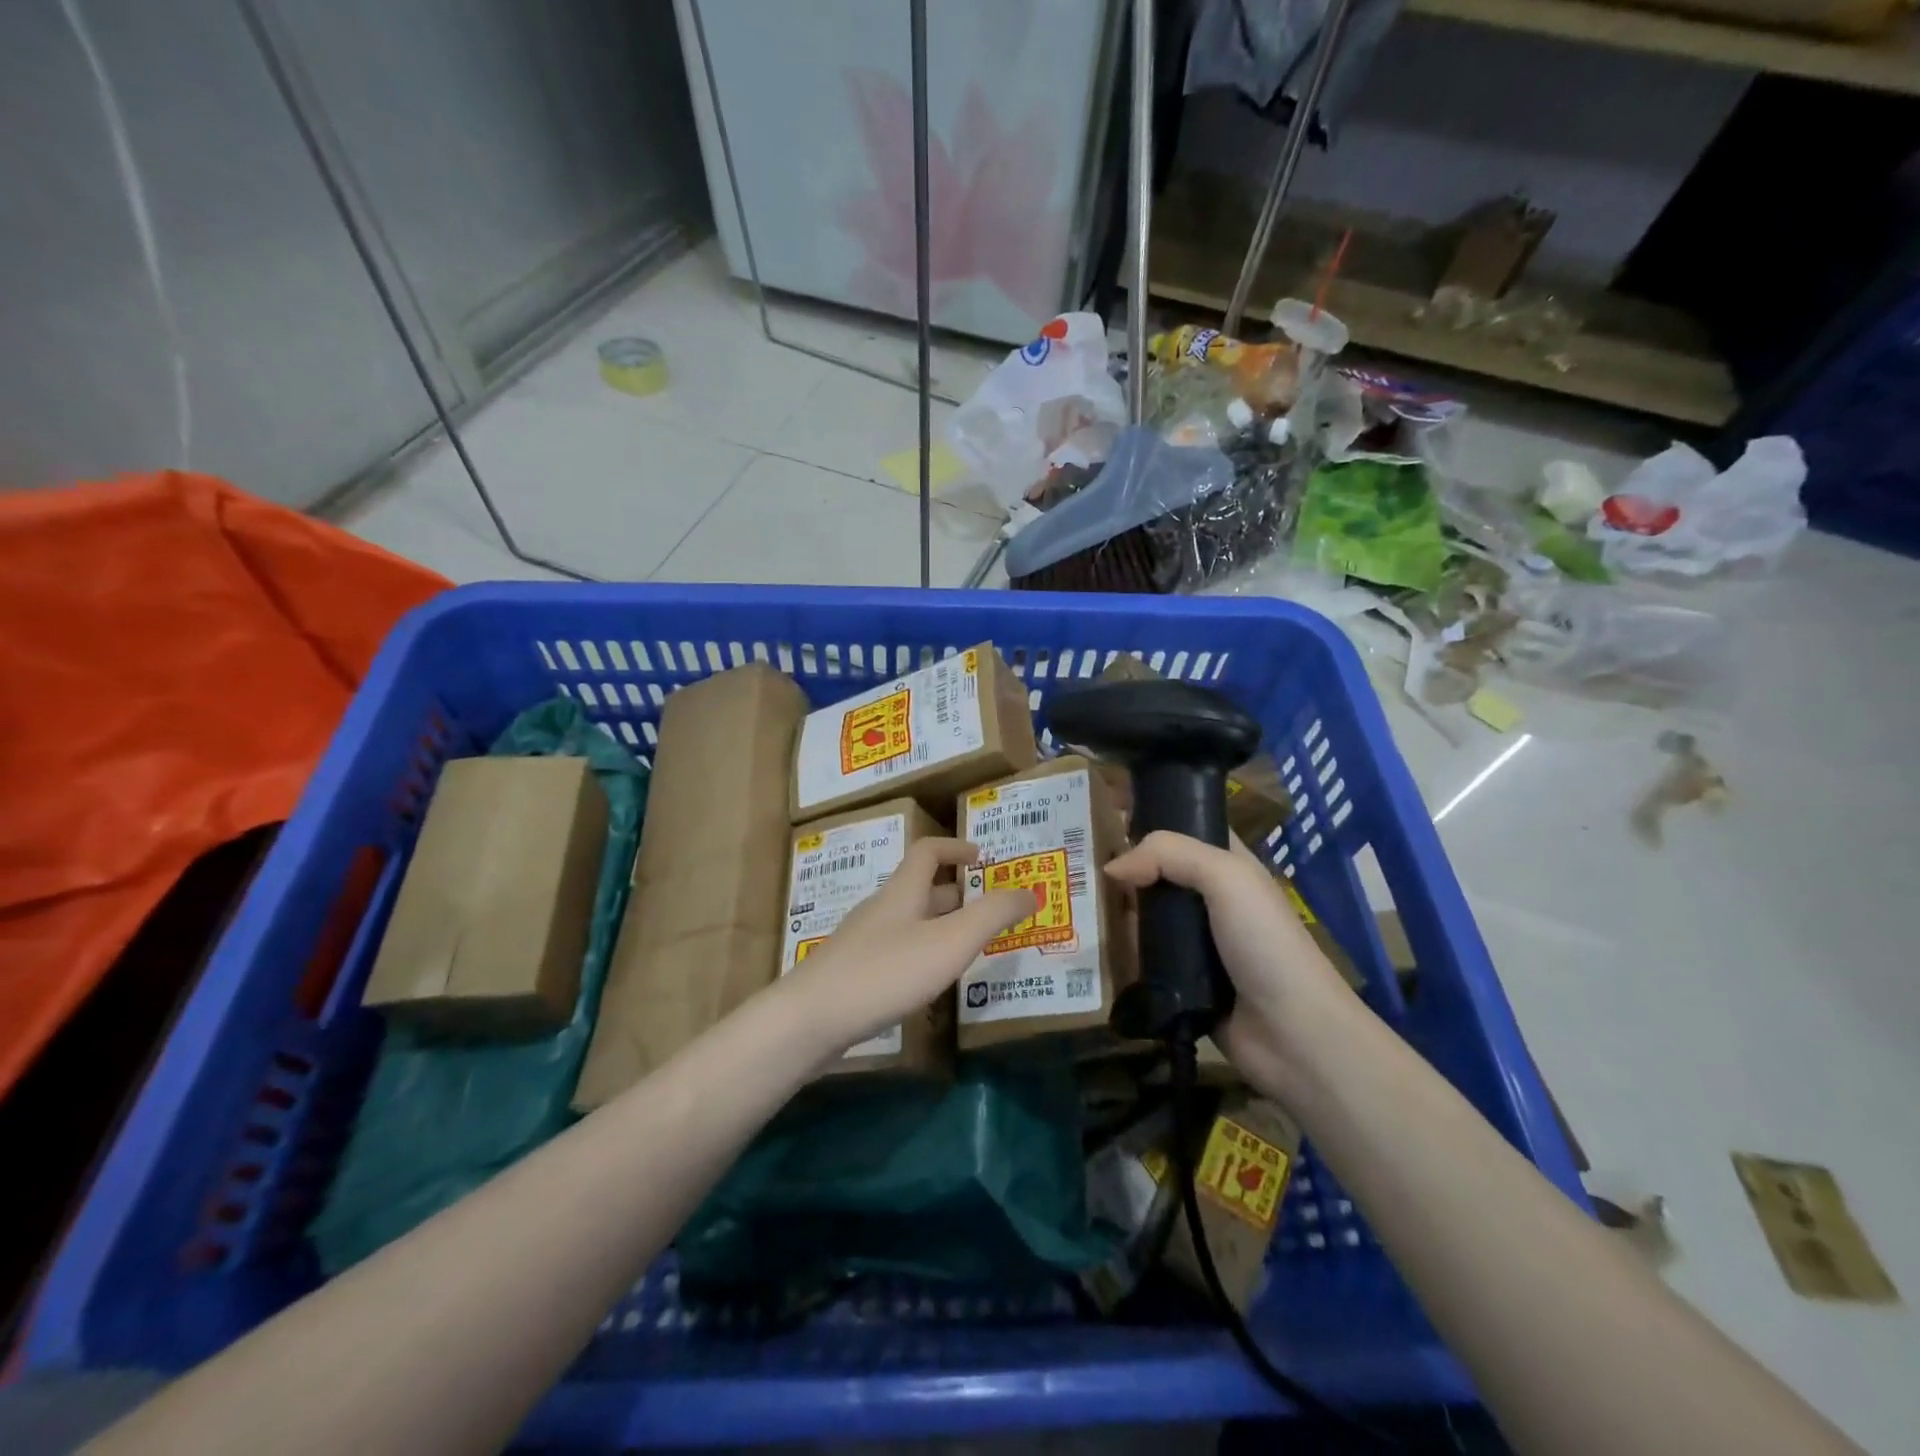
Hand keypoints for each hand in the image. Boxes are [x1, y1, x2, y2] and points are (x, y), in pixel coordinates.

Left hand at [785, 838, 1032, 1058]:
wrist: (810, 1018)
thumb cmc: (886, 972)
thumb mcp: (950, 941)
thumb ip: (993, 915)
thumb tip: (1031, 891)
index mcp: (902, 891)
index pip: (928, 851)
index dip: (956, 847)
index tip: (983, 857)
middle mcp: (881, 909)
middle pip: (920, 888)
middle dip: (956, 892)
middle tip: (987, 909)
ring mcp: (862, 941)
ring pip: (908, 921)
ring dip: (939, 925)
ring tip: (966, 947)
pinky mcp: (851, 972)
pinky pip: (894, 950)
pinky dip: (920, 953)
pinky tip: (928, 982)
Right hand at [1103, 831, 1353, 1095]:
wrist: (1293, 1034)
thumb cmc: (1265, 943)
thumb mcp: (1226, 878)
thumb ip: (1169, 855)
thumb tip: (1112, 867)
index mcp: (1228, 865)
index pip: (1185, 827)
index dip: (1152, 817)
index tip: (1105, 813)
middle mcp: (1210, 898)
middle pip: (1158, 871)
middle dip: (1124, 866)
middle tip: (1078, 864)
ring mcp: (1195, 941)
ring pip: (1146, 914)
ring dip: (1117, 910)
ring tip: (1075, 902)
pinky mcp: (1180, 979)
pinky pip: (1143, 956)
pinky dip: (1122, 951)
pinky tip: (1091, 943)